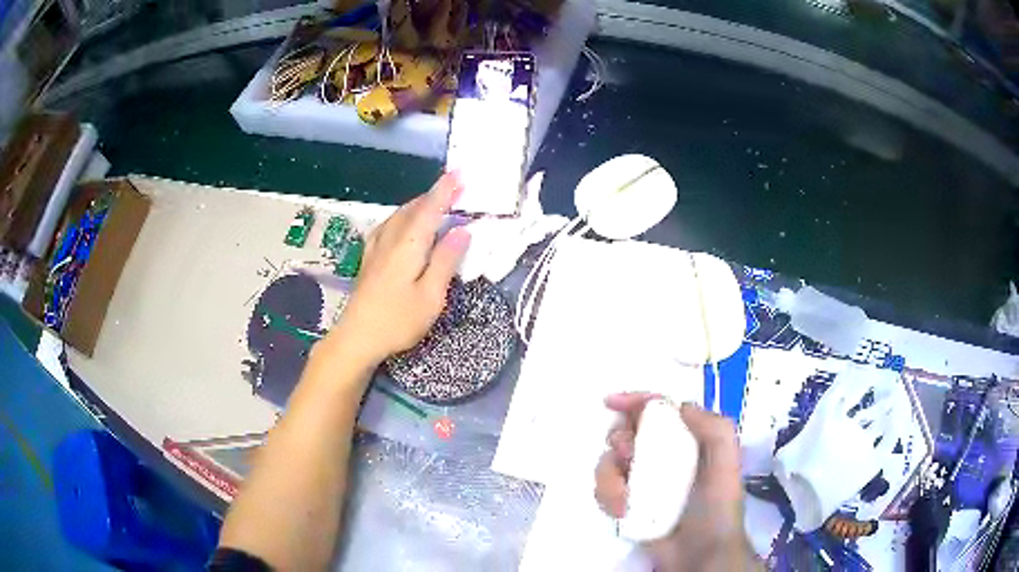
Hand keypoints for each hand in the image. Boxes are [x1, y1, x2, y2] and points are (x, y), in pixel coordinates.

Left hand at [324, 172, 470, 366]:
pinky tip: (402, 222)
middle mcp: (391, 240)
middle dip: (434, 194)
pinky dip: (402, 216)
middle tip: (454, 187)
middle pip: (413, 209)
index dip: (445, 190)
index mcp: (409, 246)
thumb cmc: (397, 320)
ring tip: (434, 201)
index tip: (460, 172)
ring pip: (398, 215)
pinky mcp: (369, 258)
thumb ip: (445, 261)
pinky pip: (388, 225)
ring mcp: (376, 248)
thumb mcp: (430, 296)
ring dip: (418, 204)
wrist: (357, 337)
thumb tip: (463, 231)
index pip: (430, 210)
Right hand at [595, 393, 758, 571]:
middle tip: (628, 455)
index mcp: (687, 441)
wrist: (700, 553)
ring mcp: (642, 481)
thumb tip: (680, 406)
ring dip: (609, 475)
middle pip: (627, 431)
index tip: (612, 403)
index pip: (659, 410)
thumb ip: (715, 430)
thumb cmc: (716, 507)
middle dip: (620, 439)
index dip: (635, 401)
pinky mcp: (627, 503)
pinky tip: (621, 509)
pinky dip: (606, 495)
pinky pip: (604, 488)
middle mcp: (663, 456)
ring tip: (624, 496)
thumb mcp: (727, 465)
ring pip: (609, 461)